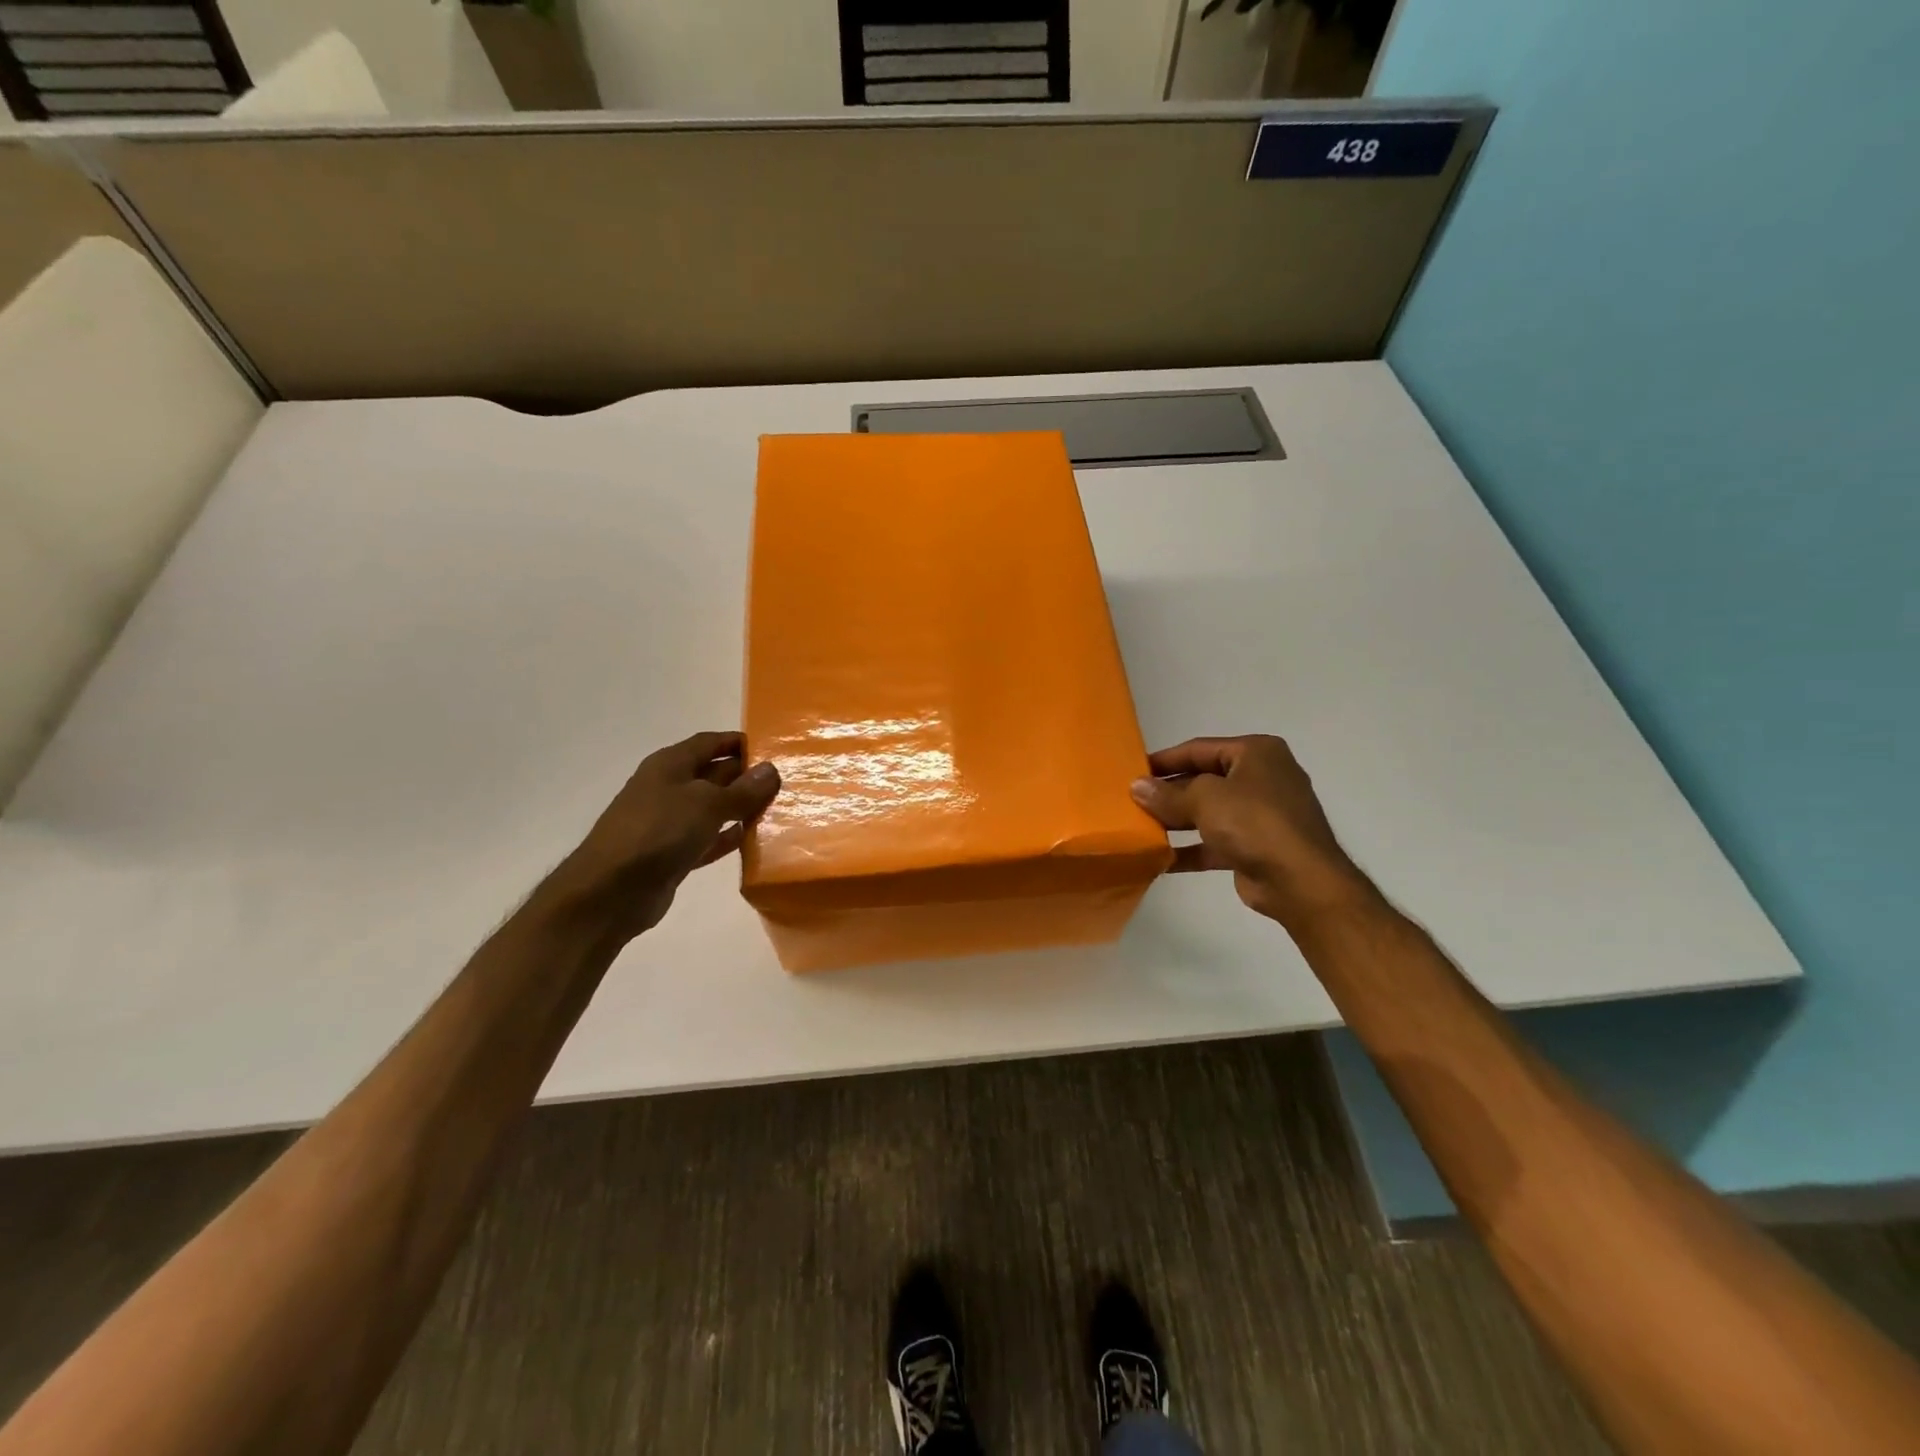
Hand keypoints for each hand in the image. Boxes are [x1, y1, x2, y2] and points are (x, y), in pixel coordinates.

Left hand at [550, 731, 780, 943]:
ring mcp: (669, 822)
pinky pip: (707, 838)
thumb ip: (742, 789)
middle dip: (747, 776)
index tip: (774, 748)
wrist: (610, 891)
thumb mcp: (707, 804)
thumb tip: (771, 769)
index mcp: (670, 764)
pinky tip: (753, 840)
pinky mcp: (672, 853)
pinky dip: (728, 837)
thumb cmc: (658, 832)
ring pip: (713, 808)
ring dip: (741, 808)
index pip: (710, 742)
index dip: (739, 742)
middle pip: (714, 774)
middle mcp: (669, 787)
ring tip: (778, 809)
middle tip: (786, 782)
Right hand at [1131, 735, 1374, 930]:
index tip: (1132, 771)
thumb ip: (1168, 794)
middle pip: (1203, 780)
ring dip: (1176, 821)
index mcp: (1256, 753)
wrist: (1301, 882)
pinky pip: (1215, 842)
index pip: (1199, 749)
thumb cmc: (1255, 823)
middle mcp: (1261, 778)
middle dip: (1168, 793)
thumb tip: (1136, 787)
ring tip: (1140, 827)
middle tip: (1132, 801)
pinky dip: (1190, 849)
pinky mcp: (1255, 848)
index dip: (1164, 760)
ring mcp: (1261, 815)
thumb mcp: (1205, 799)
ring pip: (1208, 812)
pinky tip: (1159, 859)